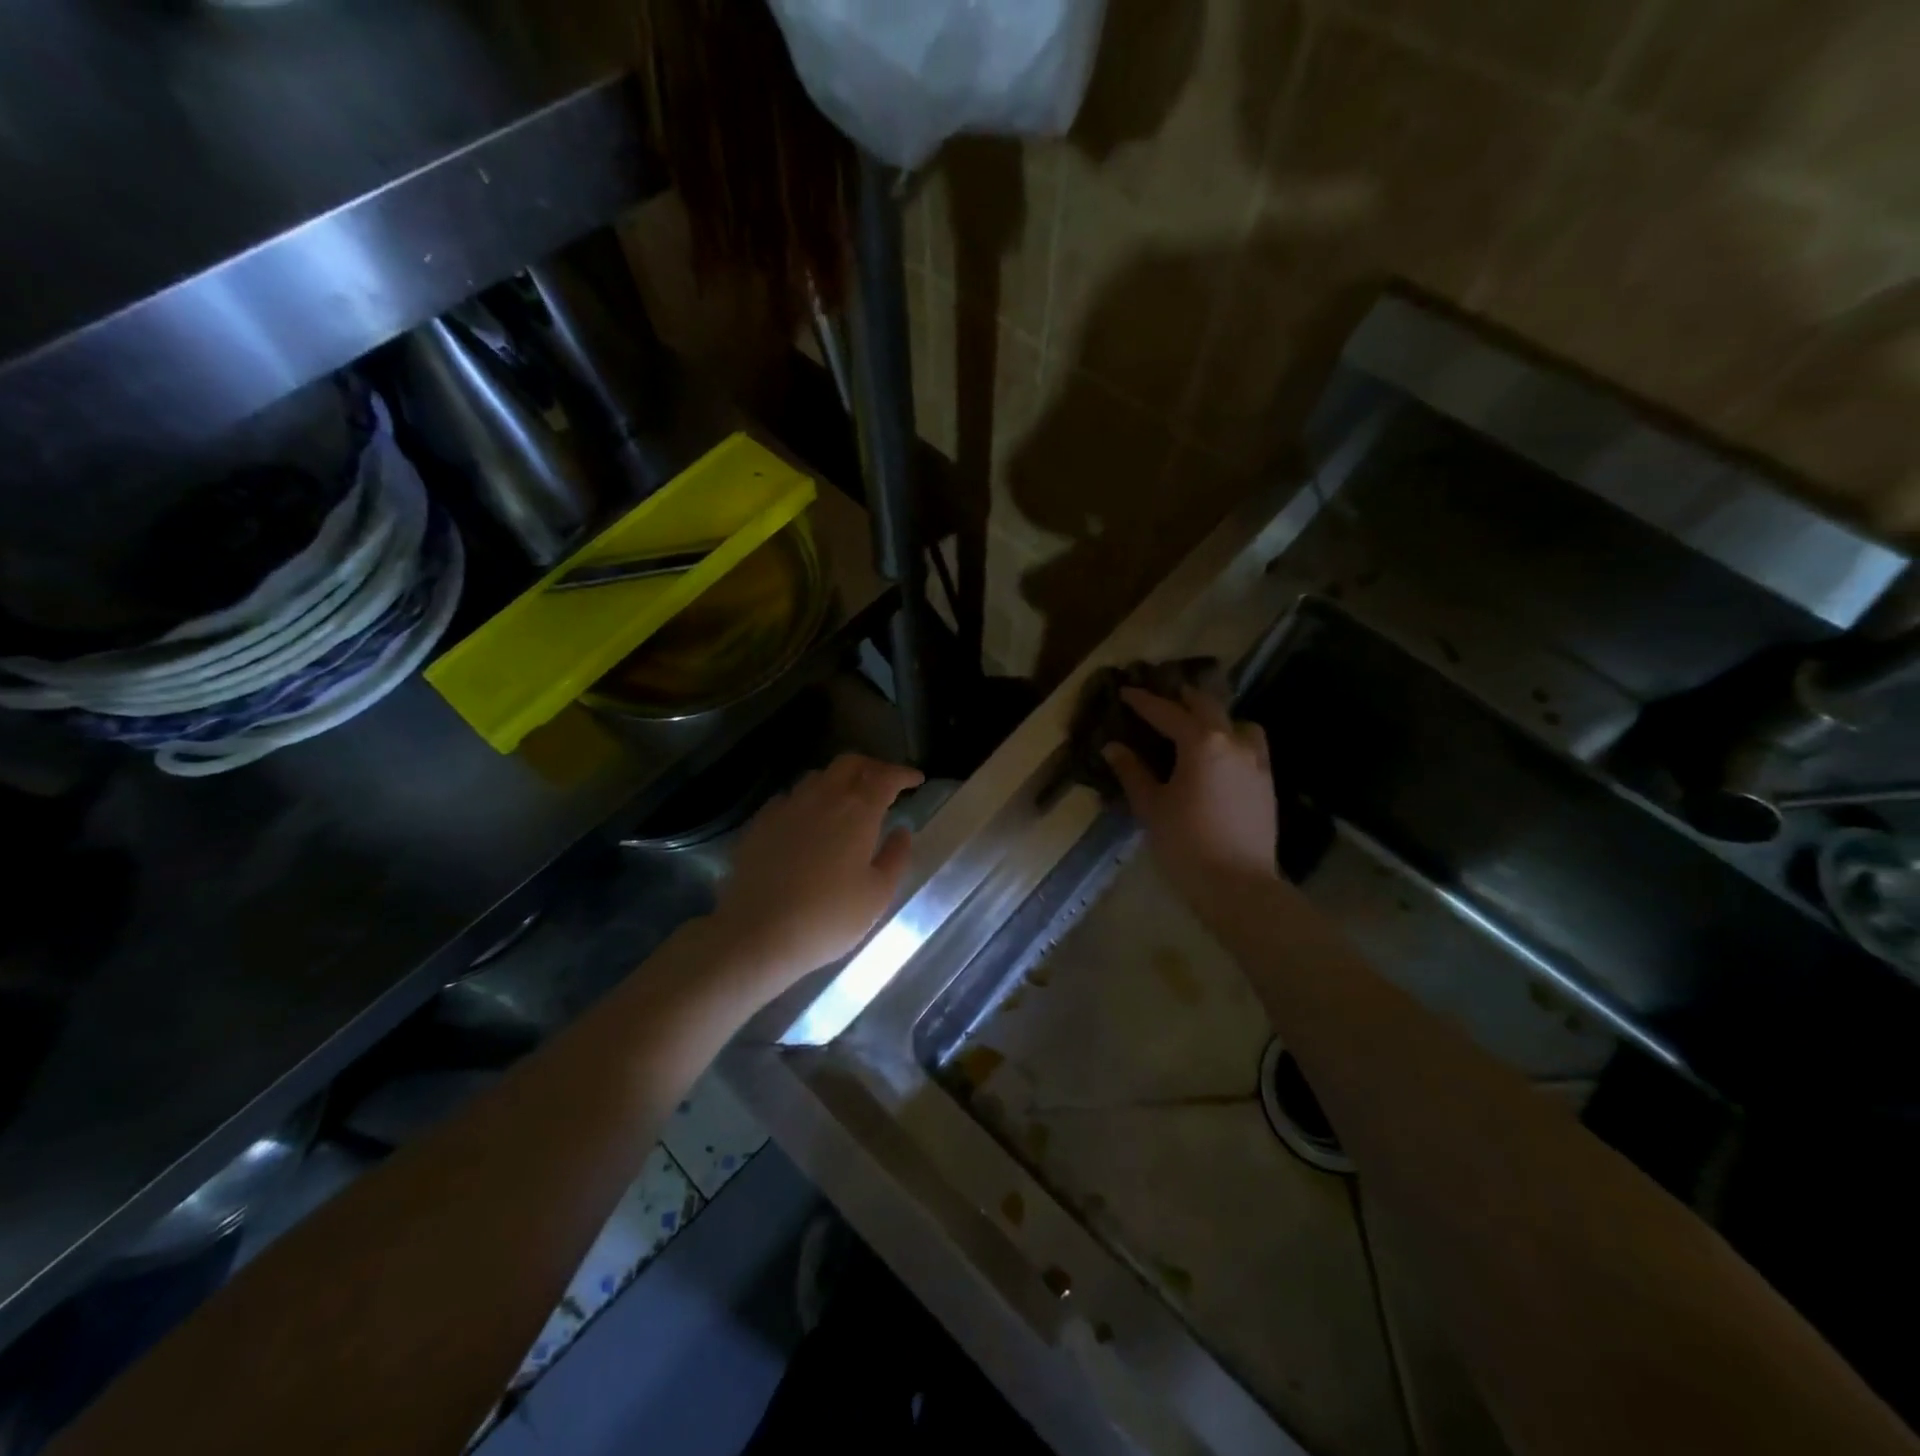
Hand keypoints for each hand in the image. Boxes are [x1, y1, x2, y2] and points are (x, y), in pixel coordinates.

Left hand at [709, 753, 924, 996]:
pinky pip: (790, 797)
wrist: (756, 933)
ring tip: (848, 800)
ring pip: (818, 776)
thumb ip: (895, 857)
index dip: (903, 774)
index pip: (886, 777)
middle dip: (872, 767)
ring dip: (839, 780)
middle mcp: (822, 798)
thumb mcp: (877, 895)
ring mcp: (787, 807)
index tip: (917, 780)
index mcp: (858, 811)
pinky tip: (808, 820)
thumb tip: (901, 831)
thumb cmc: (828, 918)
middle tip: (885, 783)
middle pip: (850, 764)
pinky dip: (808, 800)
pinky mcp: (760, 822)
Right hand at [1103, 687, 1277, 894]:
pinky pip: (1251, 746)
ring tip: (1198, 728)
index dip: (1143, 701)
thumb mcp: (1150, 806)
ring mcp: (1256, 761)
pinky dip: (1234, 740)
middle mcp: (1232, 742)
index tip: (1126, 692)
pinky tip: (1220, 758)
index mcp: (1201, 743)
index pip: (1167, 712)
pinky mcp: (1267, 782)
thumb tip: (1113, 747)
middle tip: (1162, 699)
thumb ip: (1132, 772)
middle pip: (1207, 706)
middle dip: (1182, 699)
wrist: (1237, 884)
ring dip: (1216, 718)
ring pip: (1238, 723)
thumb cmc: (1185, 843)